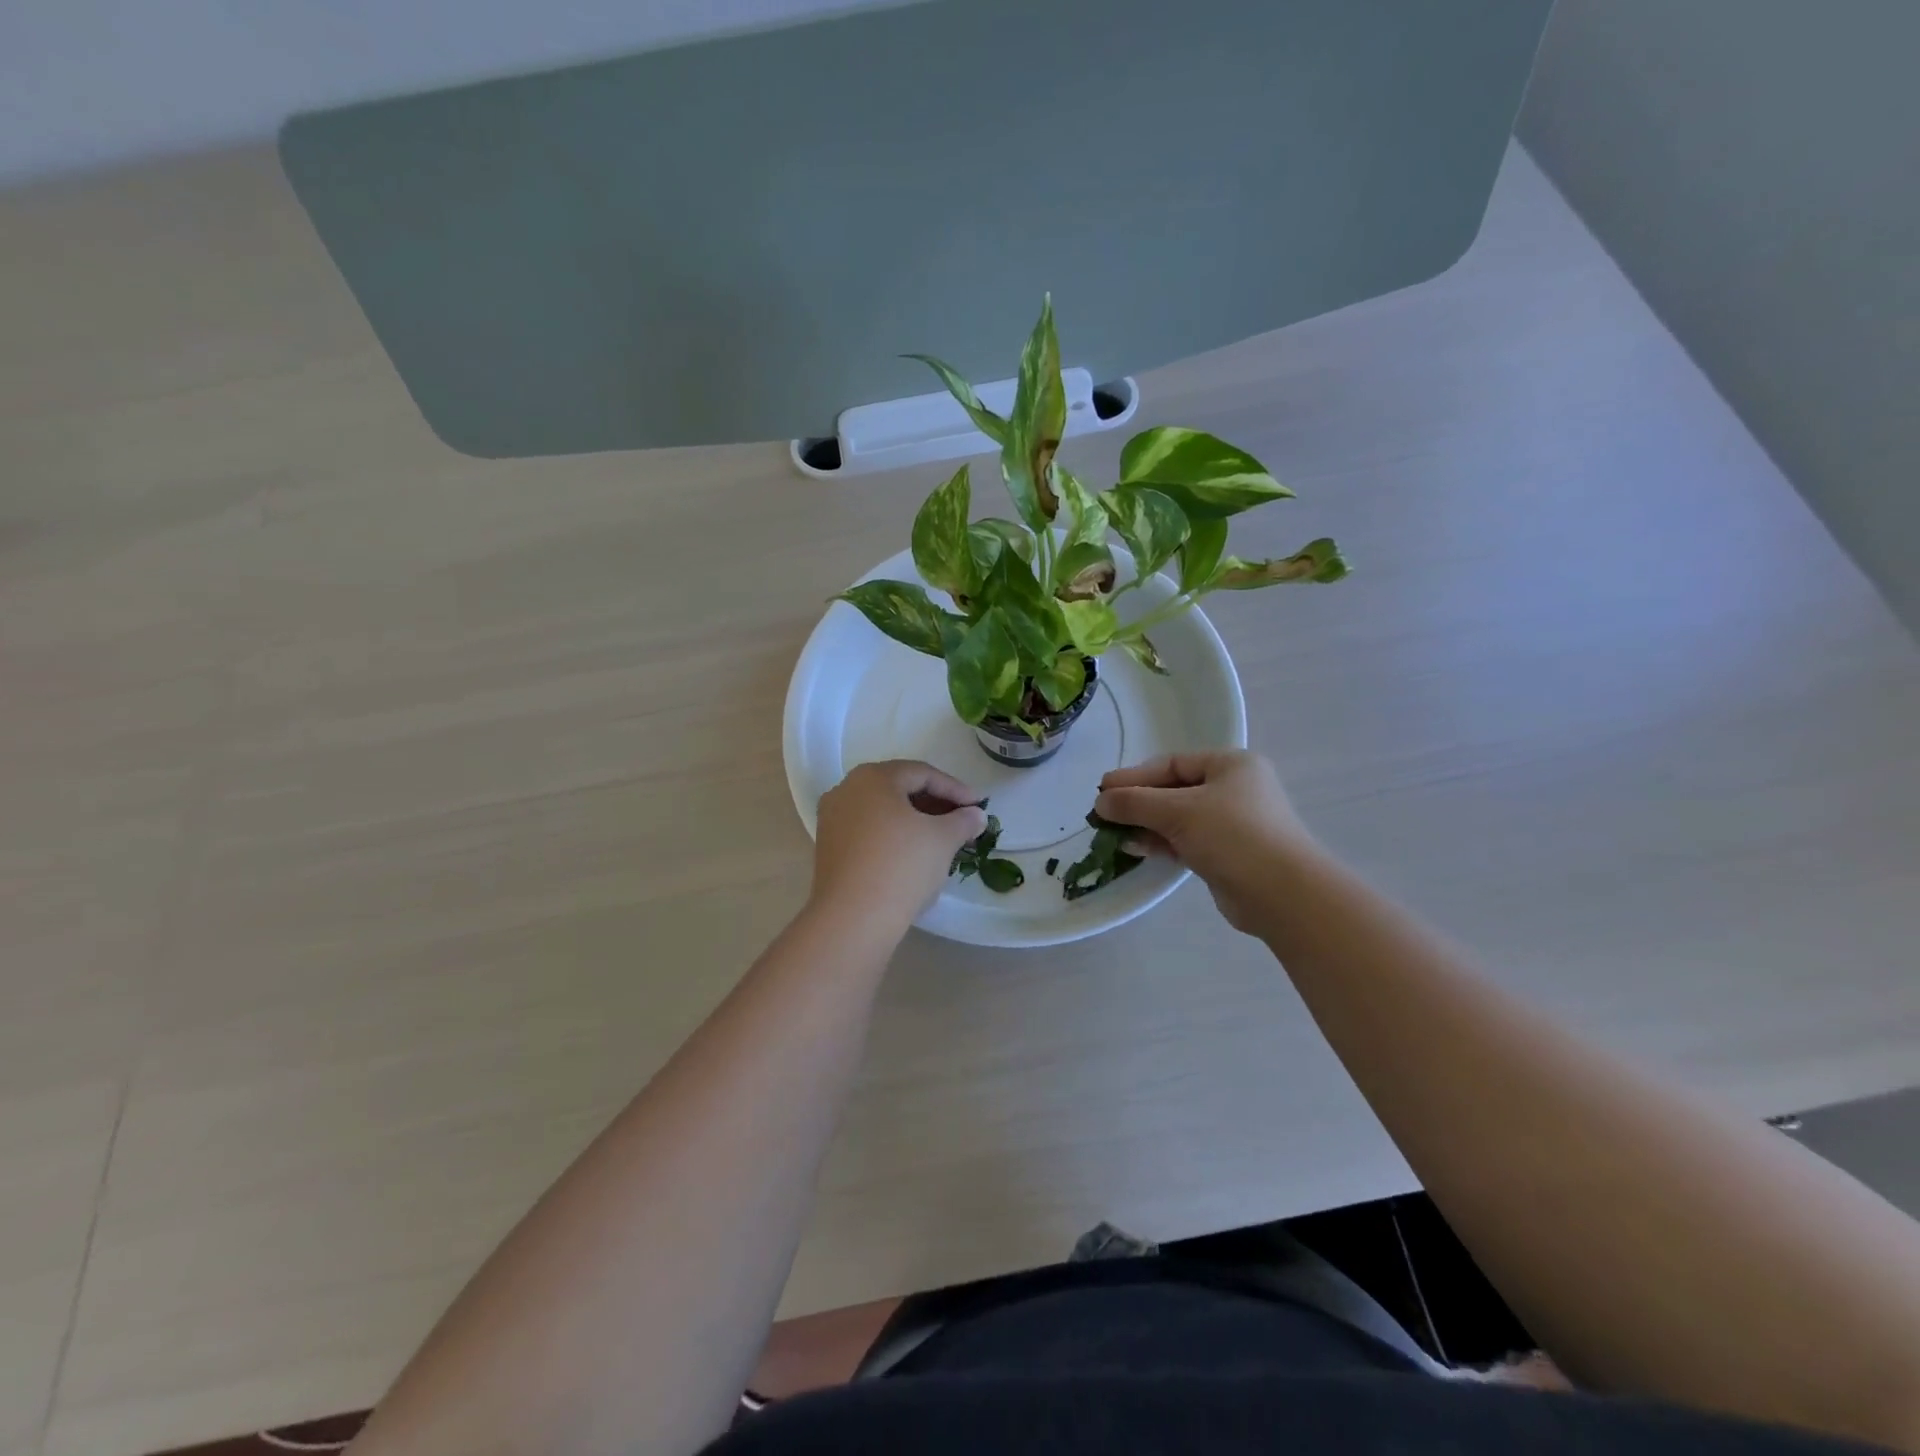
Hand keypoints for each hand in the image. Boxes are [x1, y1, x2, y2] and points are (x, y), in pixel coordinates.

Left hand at [811, 760, 987, 933]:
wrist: (853, 918)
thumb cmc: (902, 865)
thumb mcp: (943, 839)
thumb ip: (963, 821)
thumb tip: (975, 815)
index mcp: (873, 777)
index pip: (922, 774)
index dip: (955, 789)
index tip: (979, 806)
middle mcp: (847, 790)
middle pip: (899, 789)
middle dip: (935, 804)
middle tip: (962, 821)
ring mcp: (832, 819)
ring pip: (882, 811)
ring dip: (915, 821)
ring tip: (942, 839)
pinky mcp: (828, 848)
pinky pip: (868, 831)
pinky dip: (893, 835)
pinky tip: (913, 855)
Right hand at [1094, 751, 1316, 933]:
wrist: (1282, 894)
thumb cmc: (1233, 835)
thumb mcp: (1178, 811)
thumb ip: (1135, 802)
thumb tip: (1100, 802)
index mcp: (1231, 765)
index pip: (1172, 763)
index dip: (1134, 776)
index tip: (1102, 789)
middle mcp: (1234, 789)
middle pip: (1174, 790)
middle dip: (1138, 802)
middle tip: (1102, 812)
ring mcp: (1232, 824)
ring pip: (1178, 818)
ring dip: (1145, 824)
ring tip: (1111, 832)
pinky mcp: (1227, 855)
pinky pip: (1186, 841)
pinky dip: (1161, 842)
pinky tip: (1134, 848)